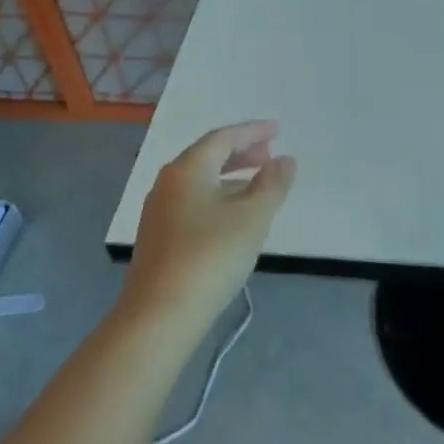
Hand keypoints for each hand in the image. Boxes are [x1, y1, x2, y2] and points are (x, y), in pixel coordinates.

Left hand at [122, 122, 296, 332]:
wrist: (160, 313)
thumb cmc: (211, 256)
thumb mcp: (252, 218)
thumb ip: (272, 185)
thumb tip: (285, 160)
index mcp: (187, 169)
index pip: (222, 138)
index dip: (252, 132)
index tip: (277, 130)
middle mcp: (167, 183)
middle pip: (207, 157)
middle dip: (240, 153)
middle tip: (269, 156)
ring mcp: (158, 212)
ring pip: (199, 182)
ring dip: (229, 177)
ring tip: (257, 185)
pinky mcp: (158, 238)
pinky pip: (192, 203)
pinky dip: (217, 198)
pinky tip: (232, 218)